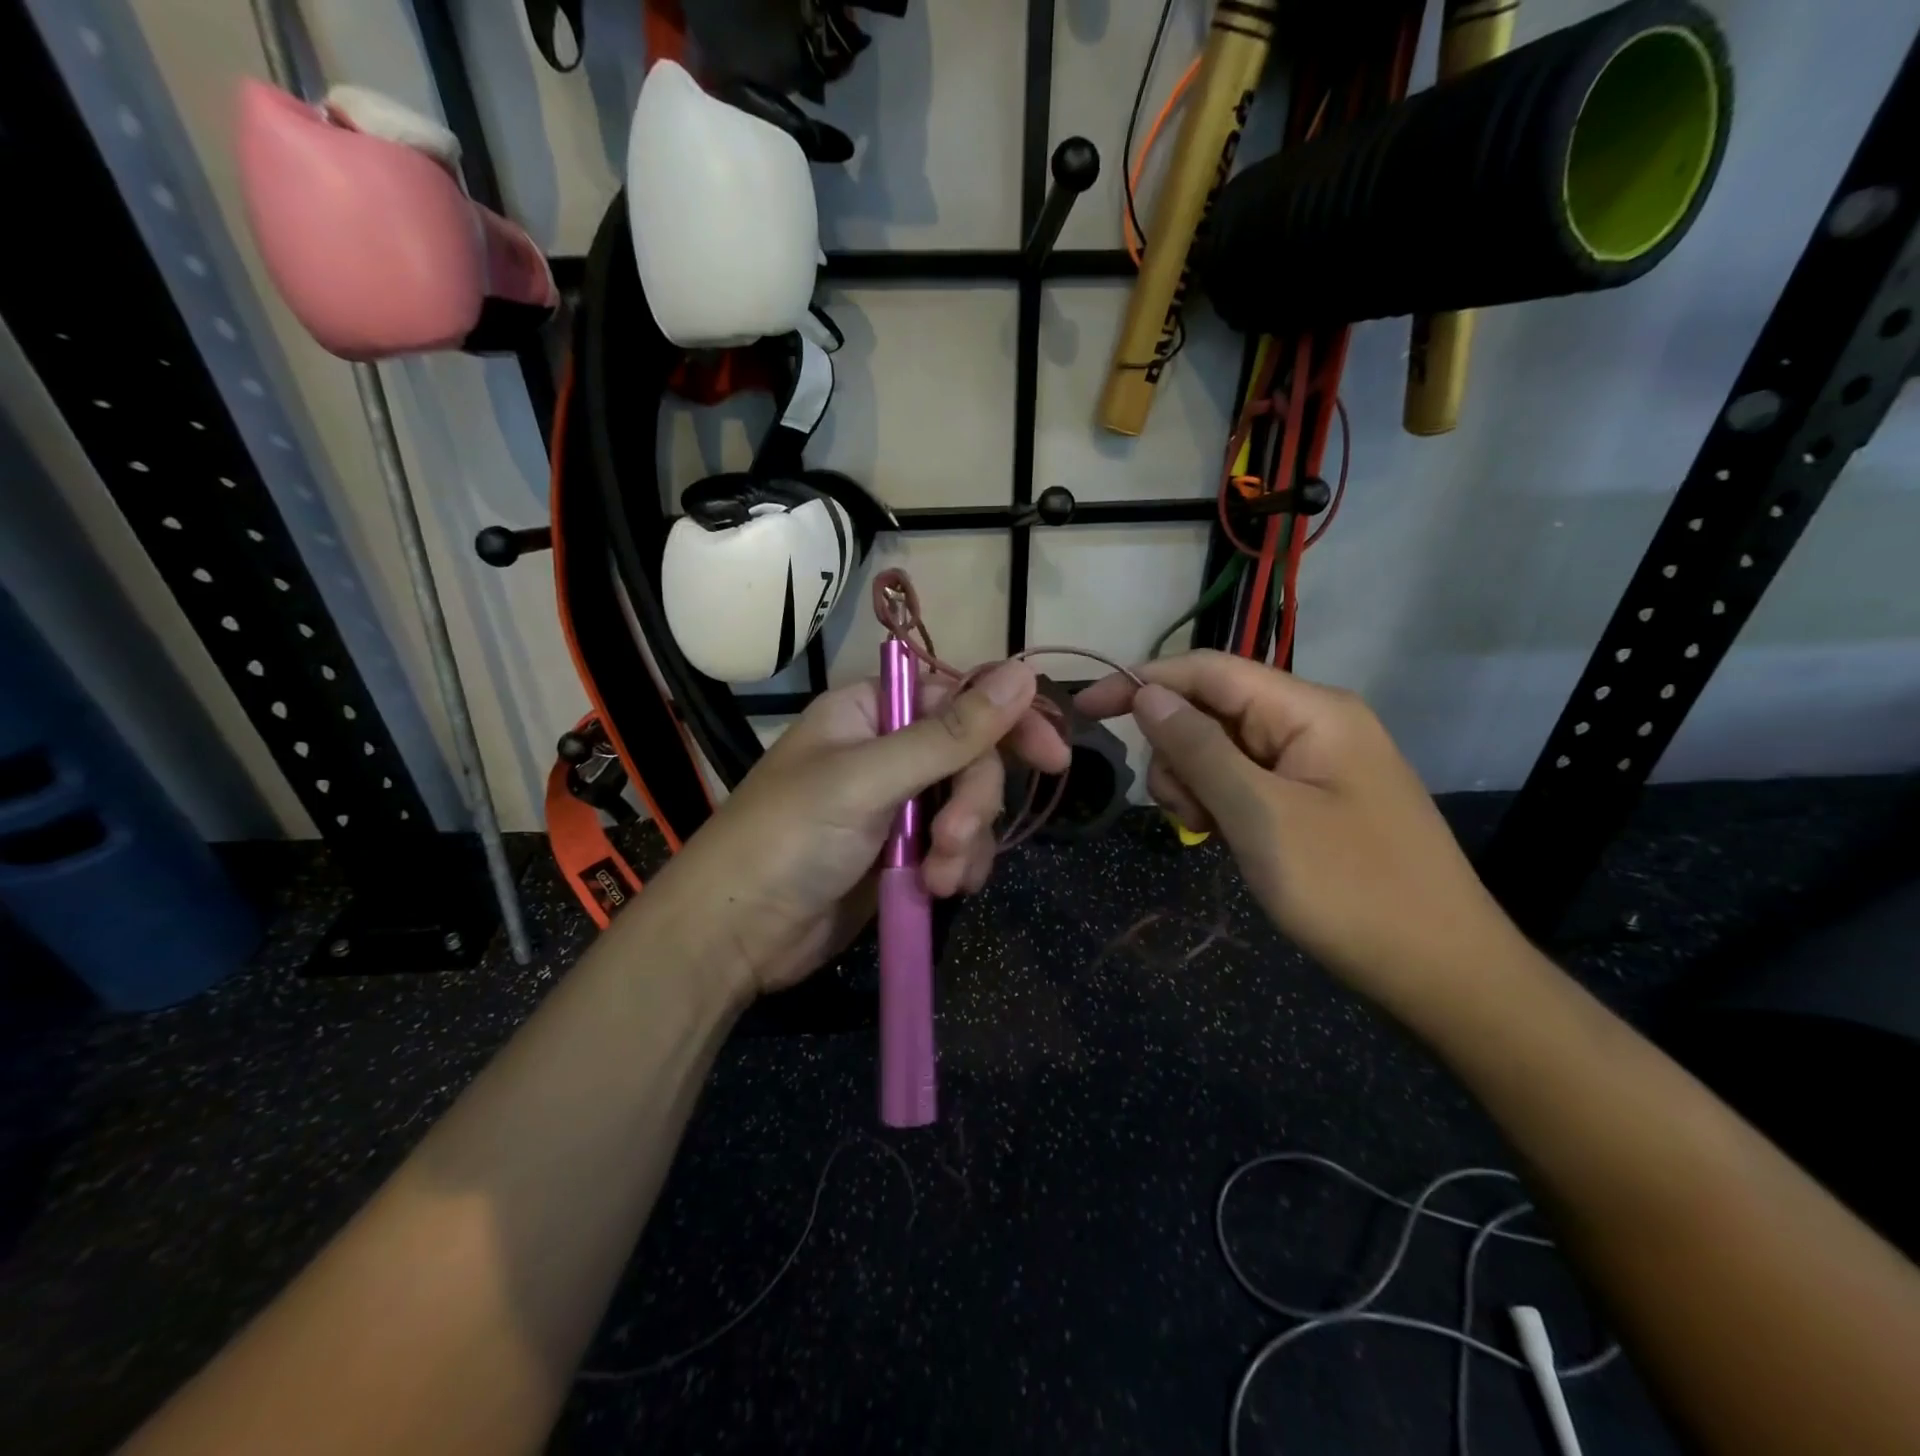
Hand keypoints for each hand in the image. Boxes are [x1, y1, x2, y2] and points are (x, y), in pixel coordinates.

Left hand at [657, 661, 1070, 995]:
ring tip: (938, 878)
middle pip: (971, 756)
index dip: (1008, 720)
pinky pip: (957, 846)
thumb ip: (949, 734)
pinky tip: (941, 890)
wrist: (736, 934)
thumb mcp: (869, 780)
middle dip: (973, 802)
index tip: (1052, 756)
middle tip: (954, 839)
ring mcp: (898, 803)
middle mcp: (889, 749)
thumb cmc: (788, 838)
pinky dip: (960, 866)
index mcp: (872, 710)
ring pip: (971, 805)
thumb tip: (1023, 674)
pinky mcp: (904, 851)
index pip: (959, 696)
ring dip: (967, 842)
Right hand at [1076, 651, 1524, 1007]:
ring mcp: (1315, 763)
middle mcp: (1313, 723)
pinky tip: (1224, 837)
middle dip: (1177, 753)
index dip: (1142, 682)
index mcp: (1311, 710)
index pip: (1208, 671)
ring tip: (1208, 833)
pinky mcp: (1313, 799)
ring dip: (1196, 784)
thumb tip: (1147, 693)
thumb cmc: (1351, 890)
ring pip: (1222, 749)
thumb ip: (1199, 749)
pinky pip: (1246, 781)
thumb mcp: (1261, 816)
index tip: (1086, 709)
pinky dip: (1220, 803)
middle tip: (1183, 813)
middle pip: (1212, 710)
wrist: (1444, 973)